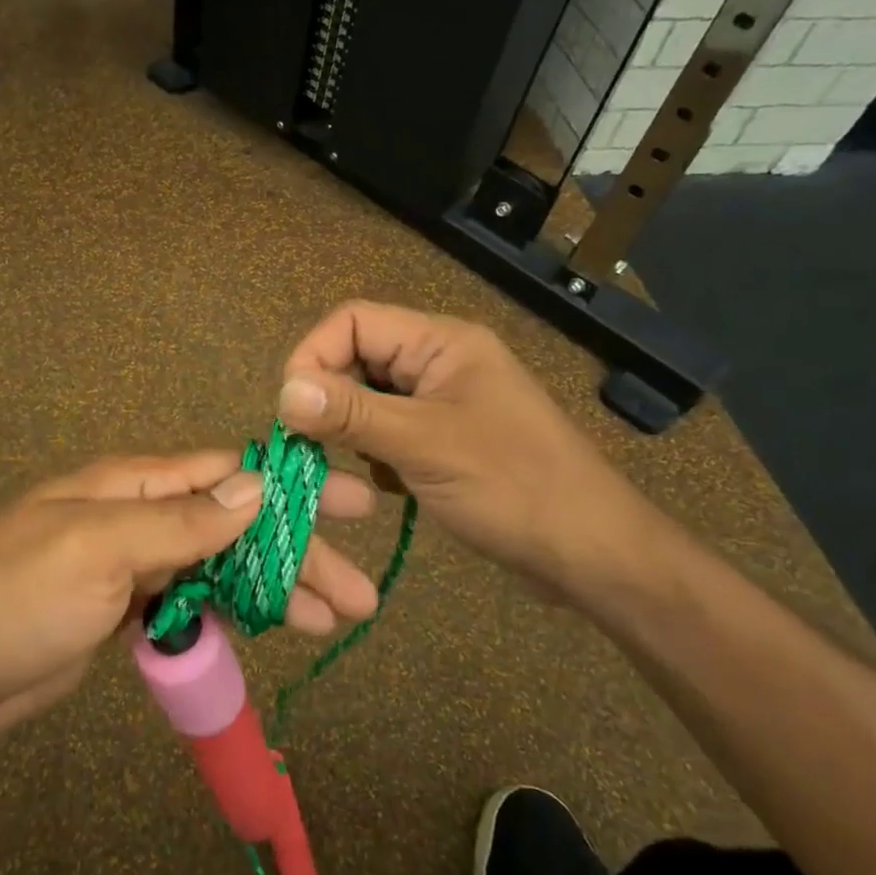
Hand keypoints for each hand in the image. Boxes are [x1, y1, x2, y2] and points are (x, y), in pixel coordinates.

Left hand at [0, 452, 379, 747]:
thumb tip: (256, 487)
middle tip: (359, 593)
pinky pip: (194, 602)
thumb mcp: (98, 548)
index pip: (227, 473)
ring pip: (221, 567)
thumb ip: (180, 520)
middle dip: (296, 553)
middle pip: (235, 525)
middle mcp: (139, 516)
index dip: (290, 487)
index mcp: (133, 485)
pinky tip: (271, 629)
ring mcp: (133, 565)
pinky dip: (234, 613)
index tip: (350, 504)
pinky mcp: (126, 610)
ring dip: (276, 589)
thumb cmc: (16, 598)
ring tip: (334, 620)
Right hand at [278, 300, 675, 602]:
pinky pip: (390, 429)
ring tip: (354, 468)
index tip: (292, 409)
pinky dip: (376, 453)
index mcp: (442, 343)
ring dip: (352, 429)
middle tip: (312, 445)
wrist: (591, 553)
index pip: (354, 321)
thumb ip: (352, 414)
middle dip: (330, 398)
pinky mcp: (448, 439)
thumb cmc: (514, 487)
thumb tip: (283, 392)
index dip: (314, 354)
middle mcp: (441, 362)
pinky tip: (388, 484)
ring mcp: (446, 401)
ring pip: (371, 397)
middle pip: (359, 357)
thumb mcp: (425, 445)